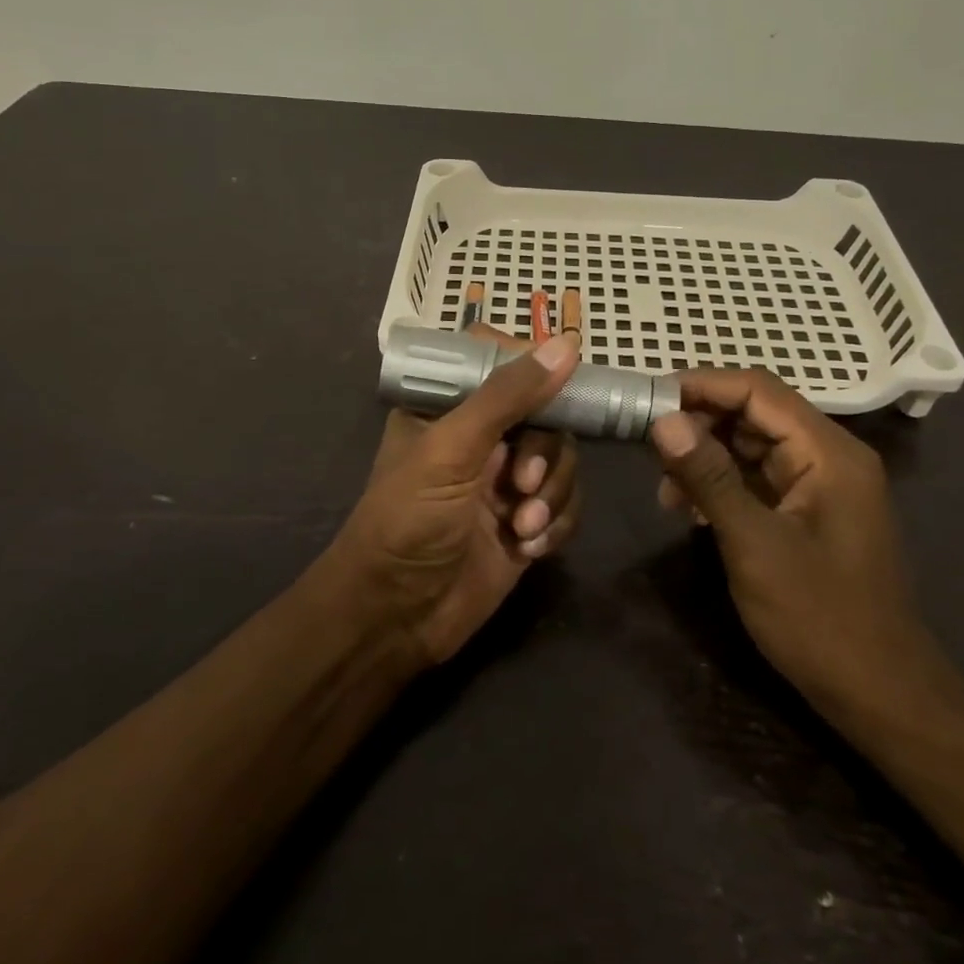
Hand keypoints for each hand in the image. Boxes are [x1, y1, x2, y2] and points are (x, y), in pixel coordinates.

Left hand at [327, 328, 582, 667]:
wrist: (396, 618)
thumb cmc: (407, 520)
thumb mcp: (450, 450)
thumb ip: (506, 396)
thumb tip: (566, 344)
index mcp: (448, 406)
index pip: (499, 360)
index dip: (530, 369)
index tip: (552, 390)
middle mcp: (480, 436)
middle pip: (544, 412)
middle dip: (544, 451)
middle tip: (523, 483)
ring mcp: (505, 480)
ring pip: (561, 459)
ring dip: (552, 493)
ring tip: (523, 526)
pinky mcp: (526, 521)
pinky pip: (567, 503)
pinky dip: (557, 523)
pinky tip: (529, 548)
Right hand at [648, 369, 963, 726]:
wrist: (881, 697)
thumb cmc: (821, 619)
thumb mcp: (755, 545)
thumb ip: (709, 477)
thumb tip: (663, 420)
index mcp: (828, 453)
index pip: (758, 390)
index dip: (702, 386)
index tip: (649, 400)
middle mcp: (829, 457)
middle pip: (754, 413)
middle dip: (700, 424)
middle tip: (651, 450)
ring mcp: (820, 485)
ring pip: (752, 445)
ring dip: (706, 456)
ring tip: (666, 490)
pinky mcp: (809, 512)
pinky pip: (758, 477)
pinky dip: (722, 483)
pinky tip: (691, 510)